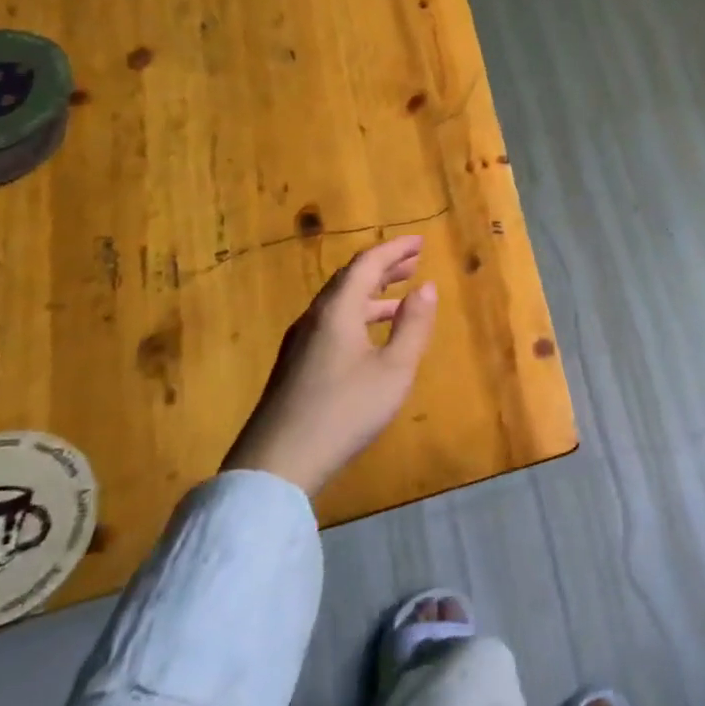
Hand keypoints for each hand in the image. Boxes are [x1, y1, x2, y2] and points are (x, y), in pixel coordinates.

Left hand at [222, 235, 438, 496]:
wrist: (277, 463)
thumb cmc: (344, 411)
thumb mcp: (393, 370)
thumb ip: (413, 326)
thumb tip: (427, 287)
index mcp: (337, 311)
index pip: (367, 264)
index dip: (395, 249)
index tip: (421, 242)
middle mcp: (315, 318)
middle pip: (350, 279)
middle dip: (384, 267)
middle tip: (413, 261)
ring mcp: (301, 342)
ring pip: (340, 303)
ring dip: (372, 293)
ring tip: (401, 295)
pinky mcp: (296, 365)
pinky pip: (333, 322)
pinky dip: (359, 314)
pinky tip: (372, 335)